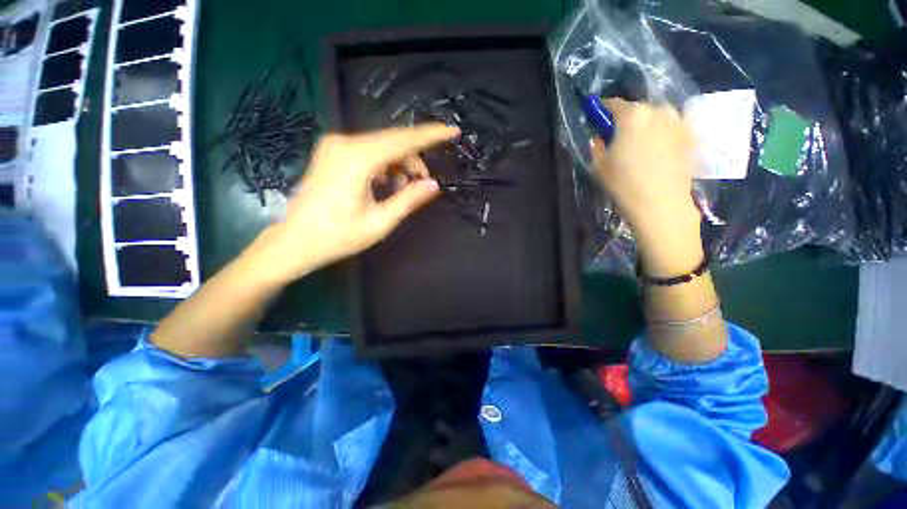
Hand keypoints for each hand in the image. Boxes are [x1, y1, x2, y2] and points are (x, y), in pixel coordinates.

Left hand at [246, 124, 459, 284]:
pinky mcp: (333, 151)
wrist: (294, 240)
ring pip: (382, 146)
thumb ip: (408, 200)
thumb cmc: (337, 236)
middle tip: (424, 183)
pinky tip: (386, 183)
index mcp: (357, 159)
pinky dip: (385, 164)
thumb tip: (433, 184)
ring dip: (400, 164)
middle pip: (393, 141)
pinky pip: (369, 150)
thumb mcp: (379, 222)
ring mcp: (336, 145)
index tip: (452, 130)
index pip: (403, 140)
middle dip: (415, 159)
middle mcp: (345, 143)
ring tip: (403, 189)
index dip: (431, 135)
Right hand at [591, 99, 702, 276]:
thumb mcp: (598, 166)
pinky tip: (658, 150)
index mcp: (632, 115)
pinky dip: (662, 133)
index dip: (602, 111)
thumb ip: (597, 145)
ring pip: (655, 116)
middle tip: (620, 140)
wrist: (661, 203)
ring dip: (646, 125)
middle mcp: (658, 110)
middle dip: (626, 121)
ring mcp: (677, 121)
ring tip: (641, 147)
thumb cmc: (624, 184)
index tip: (598, 122)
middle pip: (636, 109)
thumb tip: (600, 136)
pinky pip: (670, 126)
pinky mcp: (690, 134)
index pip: (613, 104)